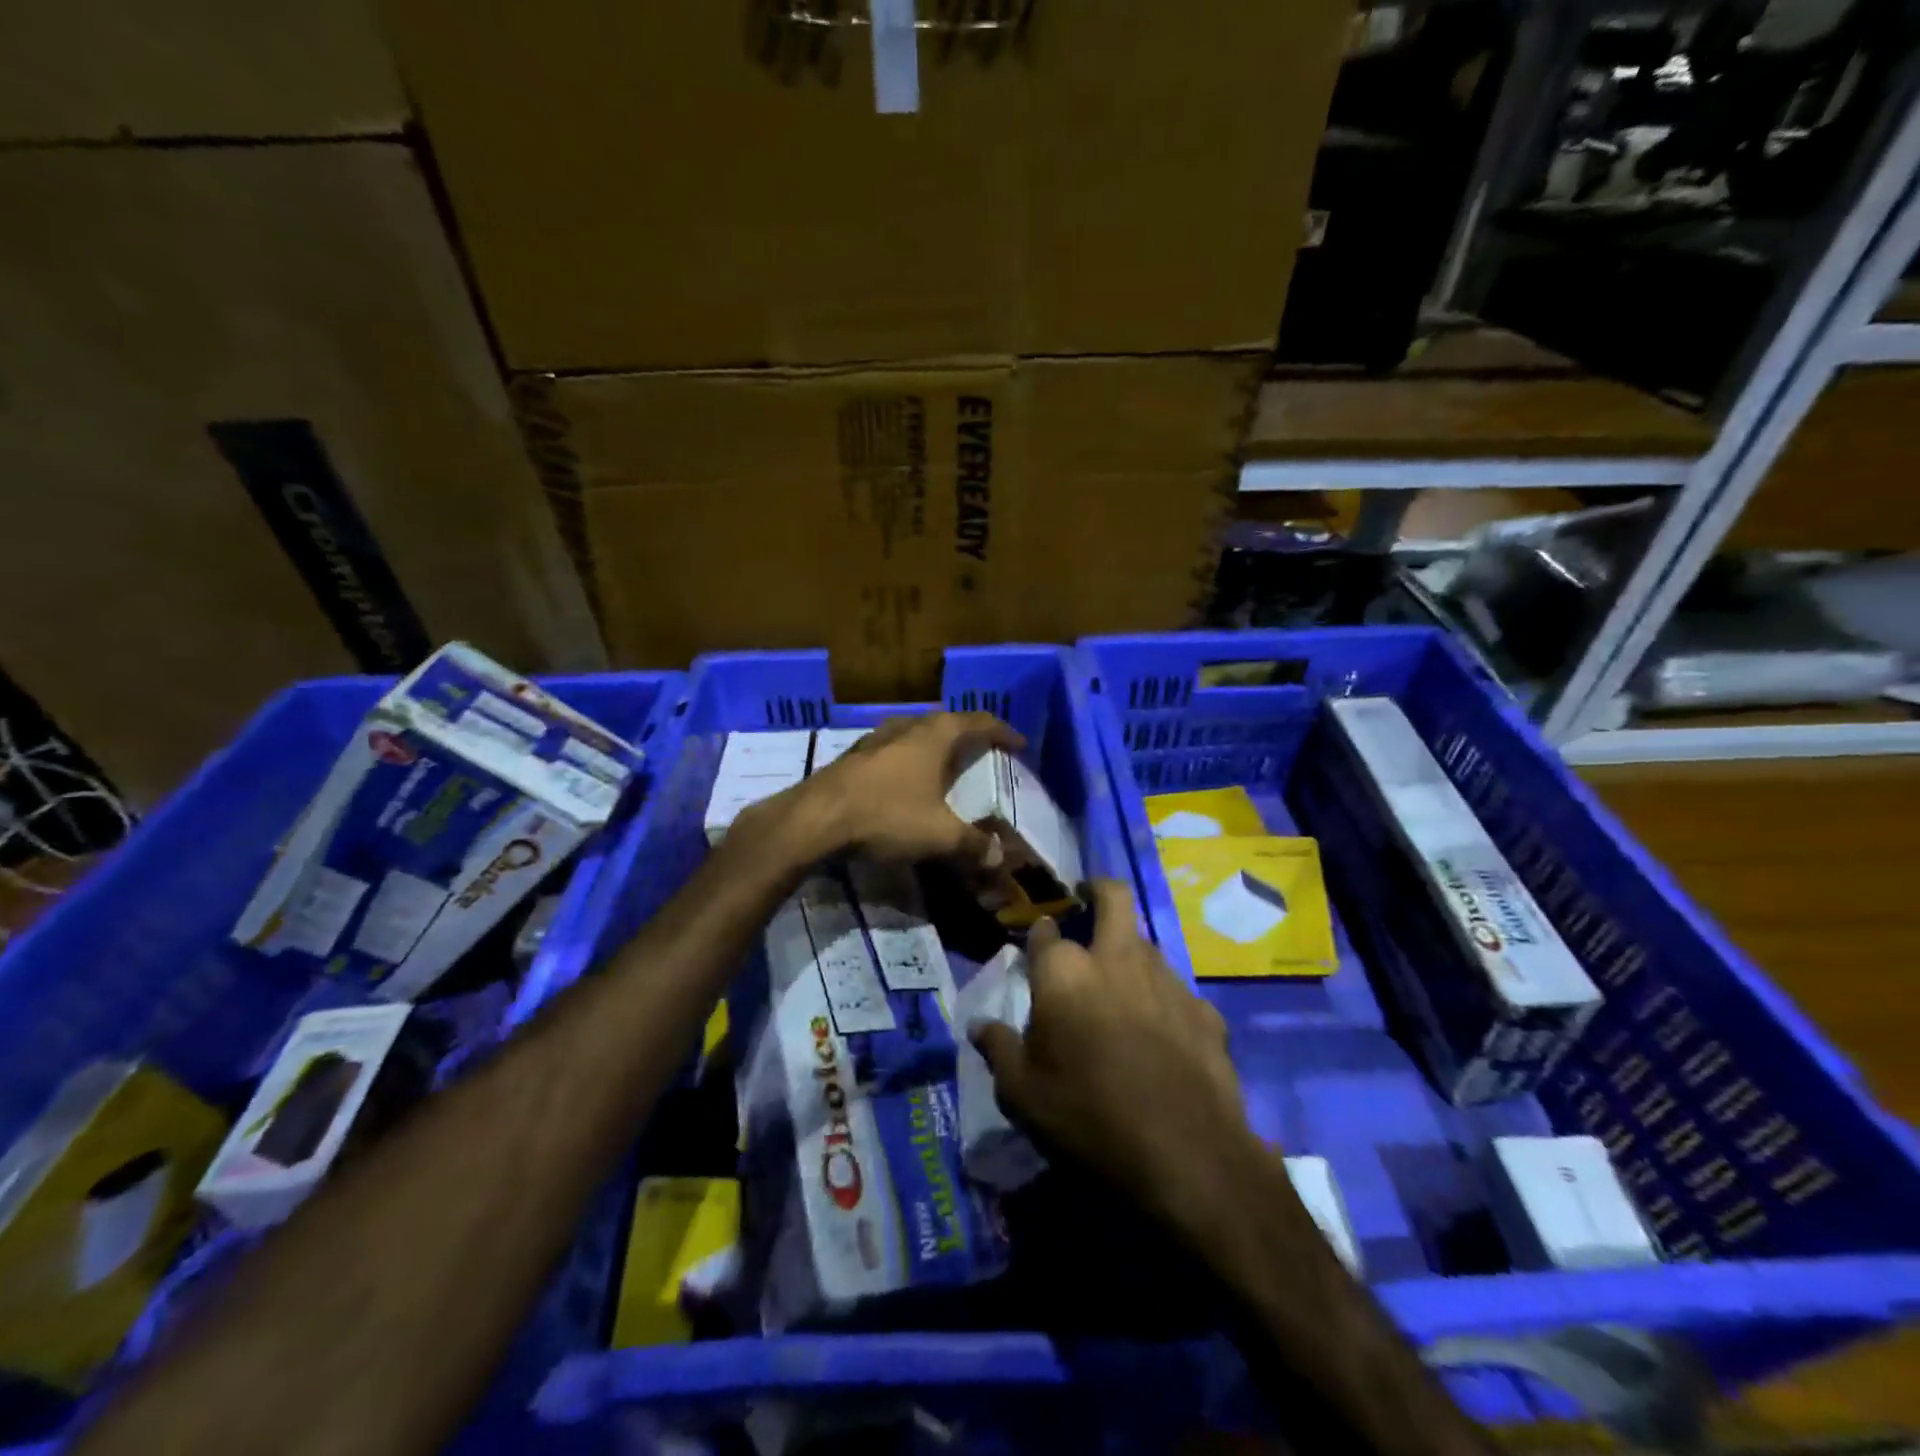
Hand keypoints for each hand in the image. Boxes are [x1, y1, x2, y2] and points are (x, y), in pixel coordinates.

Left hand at [740, 711, 1024, 870]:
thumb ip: (973, 845)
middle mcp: (905, 728)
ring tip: (944, 763)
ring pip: (913, 732)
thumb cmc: (886, 817)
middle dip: (966, 734)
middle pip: (944, 722)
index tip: (1018, 744)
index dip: (1002, 731)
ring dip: (933, 744)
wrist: (815, 820)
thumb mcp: (939, 836)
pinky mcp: (851, 757)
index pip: (977, 722)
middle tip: (982, 752)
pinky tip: (904, 780)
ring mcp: (874, 739)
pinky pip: (891, 749)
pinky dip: (907, 759)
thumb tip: (999, 856)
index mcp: (934, 736)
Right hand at [971, 881, 1256, 1234]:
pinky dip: (1162, 1001)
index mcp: (1065, 973)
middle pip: (1113, 897)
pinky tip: (1161, 1037)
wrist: (1187, 1159)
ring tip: (1119, 989)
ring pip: (1146, 944)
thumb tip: (979, 1025)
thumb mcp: (1022, 1095)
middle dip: (1097, 890)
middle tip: (1088, 902)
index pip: (1045, 931)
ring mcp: (1167, 981)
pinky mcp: (1204, 1011)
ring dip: (1129, 953)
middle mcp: (1117, 960)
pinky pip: (1176, 992)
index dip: (1040, 934)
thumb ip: (999, 1049)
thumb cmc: (1088, 1120)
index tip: (1037, 945)